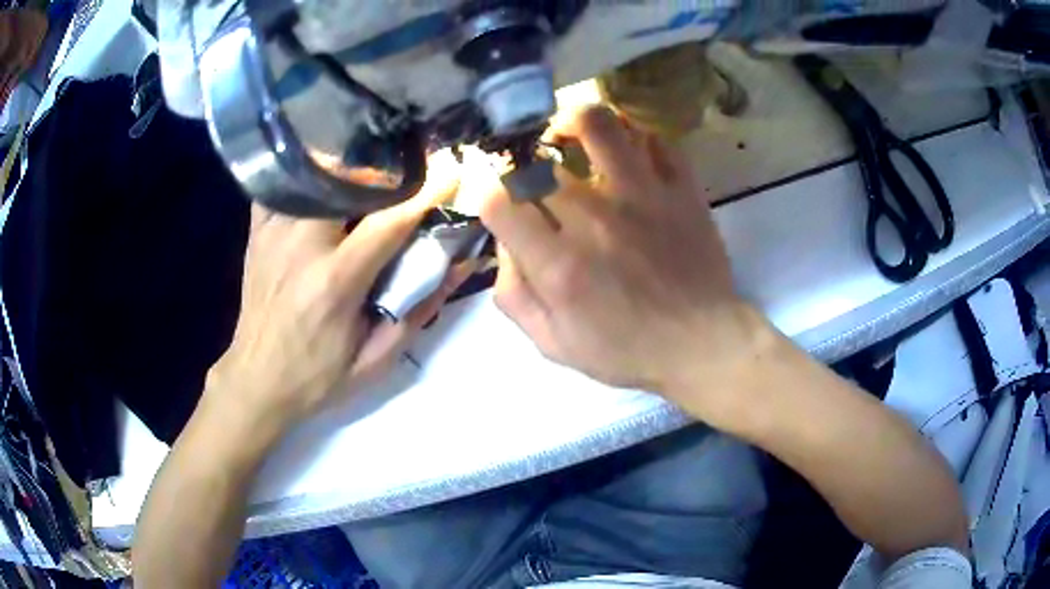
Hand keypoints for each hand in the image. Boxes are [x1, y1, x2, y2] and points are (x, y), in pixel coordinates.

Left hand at [206, 163, 466, 430]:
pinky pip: (285, 185)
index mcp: (335, 281)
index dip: (427, 193)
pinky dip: (309, 178)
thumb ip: (420, 309)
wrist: (257, 381)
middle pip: (349, 181)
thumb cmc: (318, 376)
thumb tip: (461, 265)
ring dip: (349, 172)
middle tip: (406, 180)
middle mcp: (301, 245)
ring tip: (369, 183)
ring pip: (318, 174)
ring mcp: (273, 233)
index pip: (389, 222)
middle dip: (384, 173)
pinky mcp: (258, 231)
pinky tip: (323, 189)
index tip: (452, 174)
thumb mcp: (376, 358)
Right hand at [477, 106, 769, 412]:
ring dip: (573, 123)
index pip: (498, 201)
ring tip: (570, 137)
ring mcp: (644, 195)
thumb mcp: (554, 344)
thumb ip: (514, 295)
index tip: (501, 206)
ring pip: (597, 125)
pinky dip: (635, 137)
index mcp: (560, 265)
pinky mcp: (681, 188)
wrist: (703, 343)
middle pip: (539, 163)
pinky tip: (627, 153)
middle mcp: (596, 219)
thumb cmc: (628, 351)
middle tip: (536, 180)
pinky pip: (655, 139)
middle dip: (525, 167)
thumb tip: (505, 244)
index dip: (487, 196)